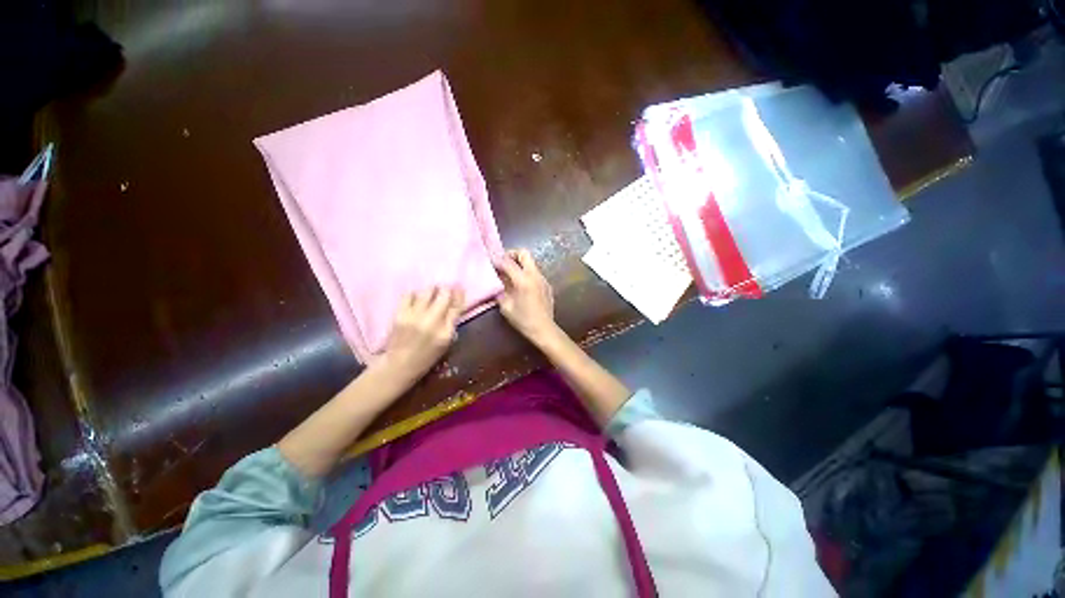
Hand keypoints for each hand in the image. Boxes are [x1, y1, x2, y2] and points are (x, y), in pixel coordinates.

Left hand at [379, 287, 464, 381]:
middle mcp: (432, 322)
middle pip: (444, 295)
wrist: (399, 365)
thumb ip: (452, 321)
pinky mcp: (400, 314)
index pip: (457, 307)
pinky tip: (416, 299)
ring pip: (427, 291)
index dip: (459, 294)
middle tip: (445, 289)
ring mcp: (415, 317)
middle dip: (446, 289)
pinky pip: (409, 294)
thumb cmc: (427, 356)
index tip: (459, 287)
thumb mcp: (446, 342)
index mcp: (446, 332)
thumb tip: (456, 300)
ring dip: (432, 290)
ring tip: (432, 292)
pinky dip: (415, 294)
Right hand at [496, 249, 558, 345]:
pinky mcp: (547, 285)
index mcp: (523, 280)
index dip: (498, 260)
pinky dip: (527, 274)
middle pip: (524, 253)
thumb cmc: (523, 320)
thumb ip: (500, 291)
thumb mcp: (506, 306)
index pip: (508, 262)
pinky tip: (522, 286)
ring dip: (520, 264)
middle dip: (512, 254)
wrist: (544, 329)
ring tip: (511, 275)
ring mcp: (543, 279)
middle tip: (503, 263)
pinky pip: (536, 273)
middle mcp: (535, 275)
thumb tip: (497, 282)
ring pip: (531, 263)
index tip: (491, 262)